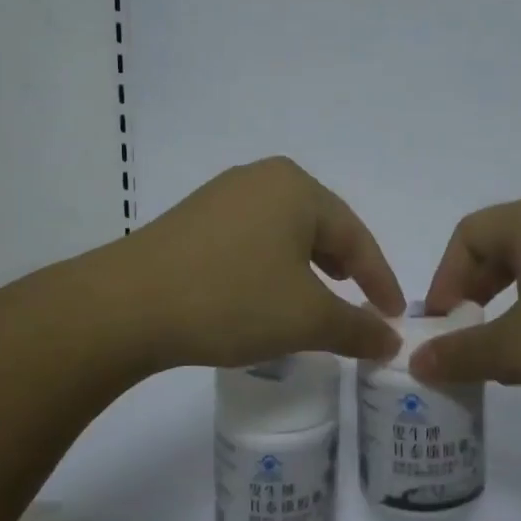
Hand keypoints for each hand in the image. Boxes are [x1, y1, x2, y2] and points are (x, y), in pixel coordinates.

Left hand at [124, 158, 404, 369]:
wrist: (127, 306)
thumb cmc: (232, 300)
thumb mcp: (305, 319)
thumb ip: (357, 328)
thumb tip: (390, 341)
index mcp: (297, 188)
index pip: (356, 236)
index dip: (381, 280)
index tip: (394, 316)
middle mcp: (261, 179)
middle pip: (321, 228)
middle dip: (345, 269)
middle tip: (361, 304)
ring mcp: (222, 196)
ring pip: (284, 234)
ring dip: (307, 270)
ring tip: (318, 300)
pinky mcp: (193, 220)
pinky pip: (251, 241)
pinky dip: (271, 268)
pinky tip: (265, 295)